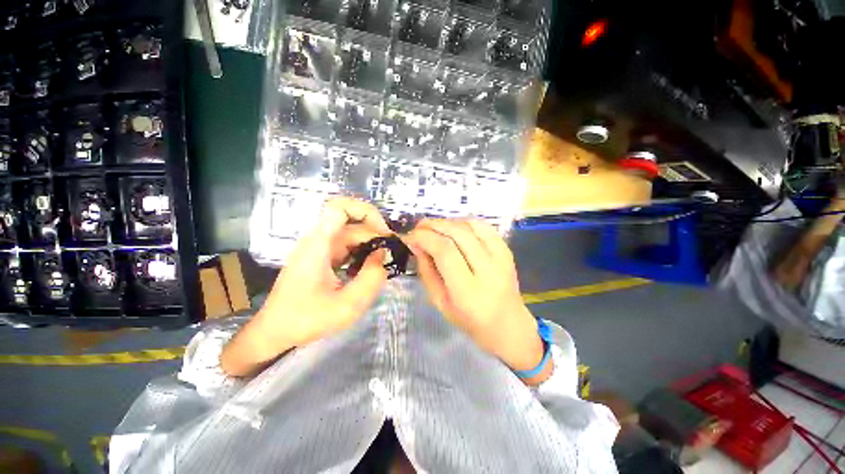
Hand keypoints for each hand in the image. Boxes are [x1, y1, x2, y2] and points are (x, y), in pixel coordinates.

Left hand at [222, 198, 390, 375]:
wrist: (275, 333)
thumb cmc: (306, 320)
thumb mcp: (347, 305)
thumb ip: (371, 278)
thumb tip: (383, 254)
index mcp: (318, 244)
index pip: (340, 207)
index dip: (366, 212)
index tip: (383, 233)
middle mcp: (318, 240)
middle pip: (352, 224)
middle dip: (375, 235)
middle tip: (392, 255)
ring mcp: (319, 249)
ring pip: (352, 236)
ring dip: (370, 246)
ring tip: (383, 264)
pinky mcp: (322, 258)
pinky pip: (347, 247)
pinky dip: (362, 254)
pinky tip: (369, 270)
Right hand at [403, 219, 549, 382]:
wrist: (508, 324)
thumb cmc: (469, 320)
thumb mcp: (439, 302)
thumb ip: (426, 271)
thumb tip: (417, 244)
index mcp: (468, 291)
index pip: (444, 251)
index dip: (424, 237)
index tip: (410, 236)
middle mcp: (488, 270)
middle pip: (458, 233)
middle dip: (433, 225)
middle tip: (418, 227)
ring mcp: (501, 257)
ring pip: (471, 225)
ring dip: (448, 222)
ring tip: (434, 228)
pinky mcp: (507, 250)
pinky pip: (484, 226)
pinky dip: (465, 222)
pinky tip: (455, 229)